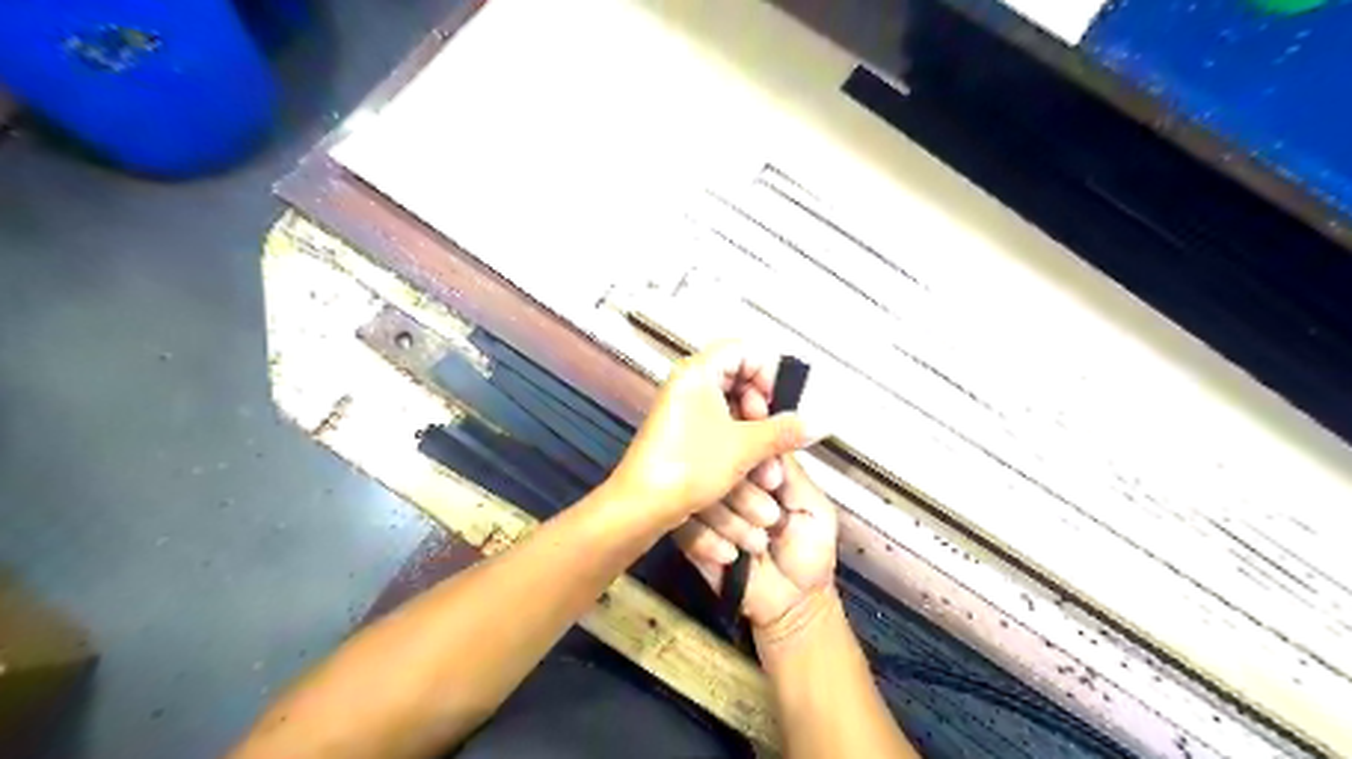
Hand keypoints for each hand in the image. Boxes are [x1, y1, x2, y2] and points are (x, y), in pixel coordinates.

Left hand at [608, 341, 806, 523]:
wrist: (642, 506)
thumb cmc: (689, 466)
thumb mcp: (744, 447)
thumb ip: (784, 432)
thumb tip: (818, 424)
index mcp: (698, 371)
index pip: (744, 350)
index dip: (767, 374)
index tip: (777, 406)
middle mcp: (688, 384)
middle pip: (739, 381)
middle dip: (763, 413)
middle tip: (772, 438)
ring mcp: (683, 410)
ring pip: (731, 410)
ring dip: (754, 437)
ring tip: (767, 468)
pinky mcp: (681, 434)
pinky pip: (717, 428)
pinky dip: (737, 445)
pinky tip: (750, 472)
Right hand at [673, 454, 835, 635]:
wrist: (792, 603)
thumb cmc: (810, 552)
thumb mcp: (814, 508)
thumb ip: (792, 474)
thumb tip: (772, 438)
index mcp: (759, 471)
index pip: (746, 443)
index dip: (750, 444)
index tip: (765, 468)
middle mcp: (730, 483)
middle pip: (720, 465)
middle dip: (745, 489)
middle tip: (770, 516)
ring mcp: (708, 507)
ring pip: (701, 493)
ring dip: (731, 520)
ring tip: (758, 543)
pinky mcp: (690, 534)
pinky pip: (686, 526)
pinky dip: (710, 540)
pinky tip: (733, 555)